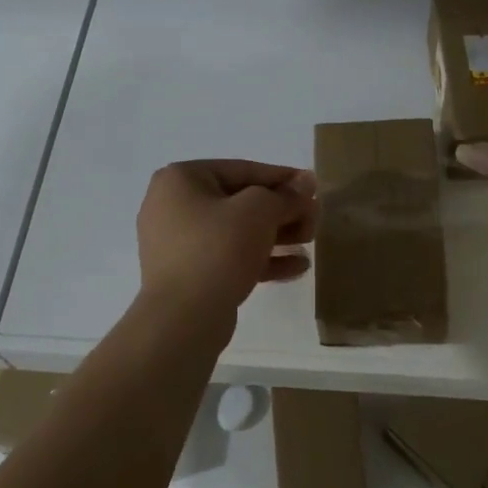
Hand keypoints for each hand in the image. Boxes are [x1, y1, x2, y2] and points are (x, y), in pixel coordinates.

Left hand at [136, 160, 317, 314]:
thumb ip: (285, 195)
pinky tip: (297, 267)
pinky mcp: (189, 275)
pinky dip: (260, 259)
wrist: (182, 318)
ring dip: (276, 235)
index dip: (282, 177)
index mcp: (181, 179)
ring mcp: (179, 243)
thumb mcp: (258, 211)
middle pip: (240, 201)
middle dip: (281, 210)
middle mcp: (173, 206)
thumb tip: (306, 181)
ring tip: (309, 241)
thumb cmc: (218, 248)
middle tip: (314, 219)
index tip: (313, 187)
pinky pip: (230, 258)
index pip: (242, 170)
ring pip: (237, 232)